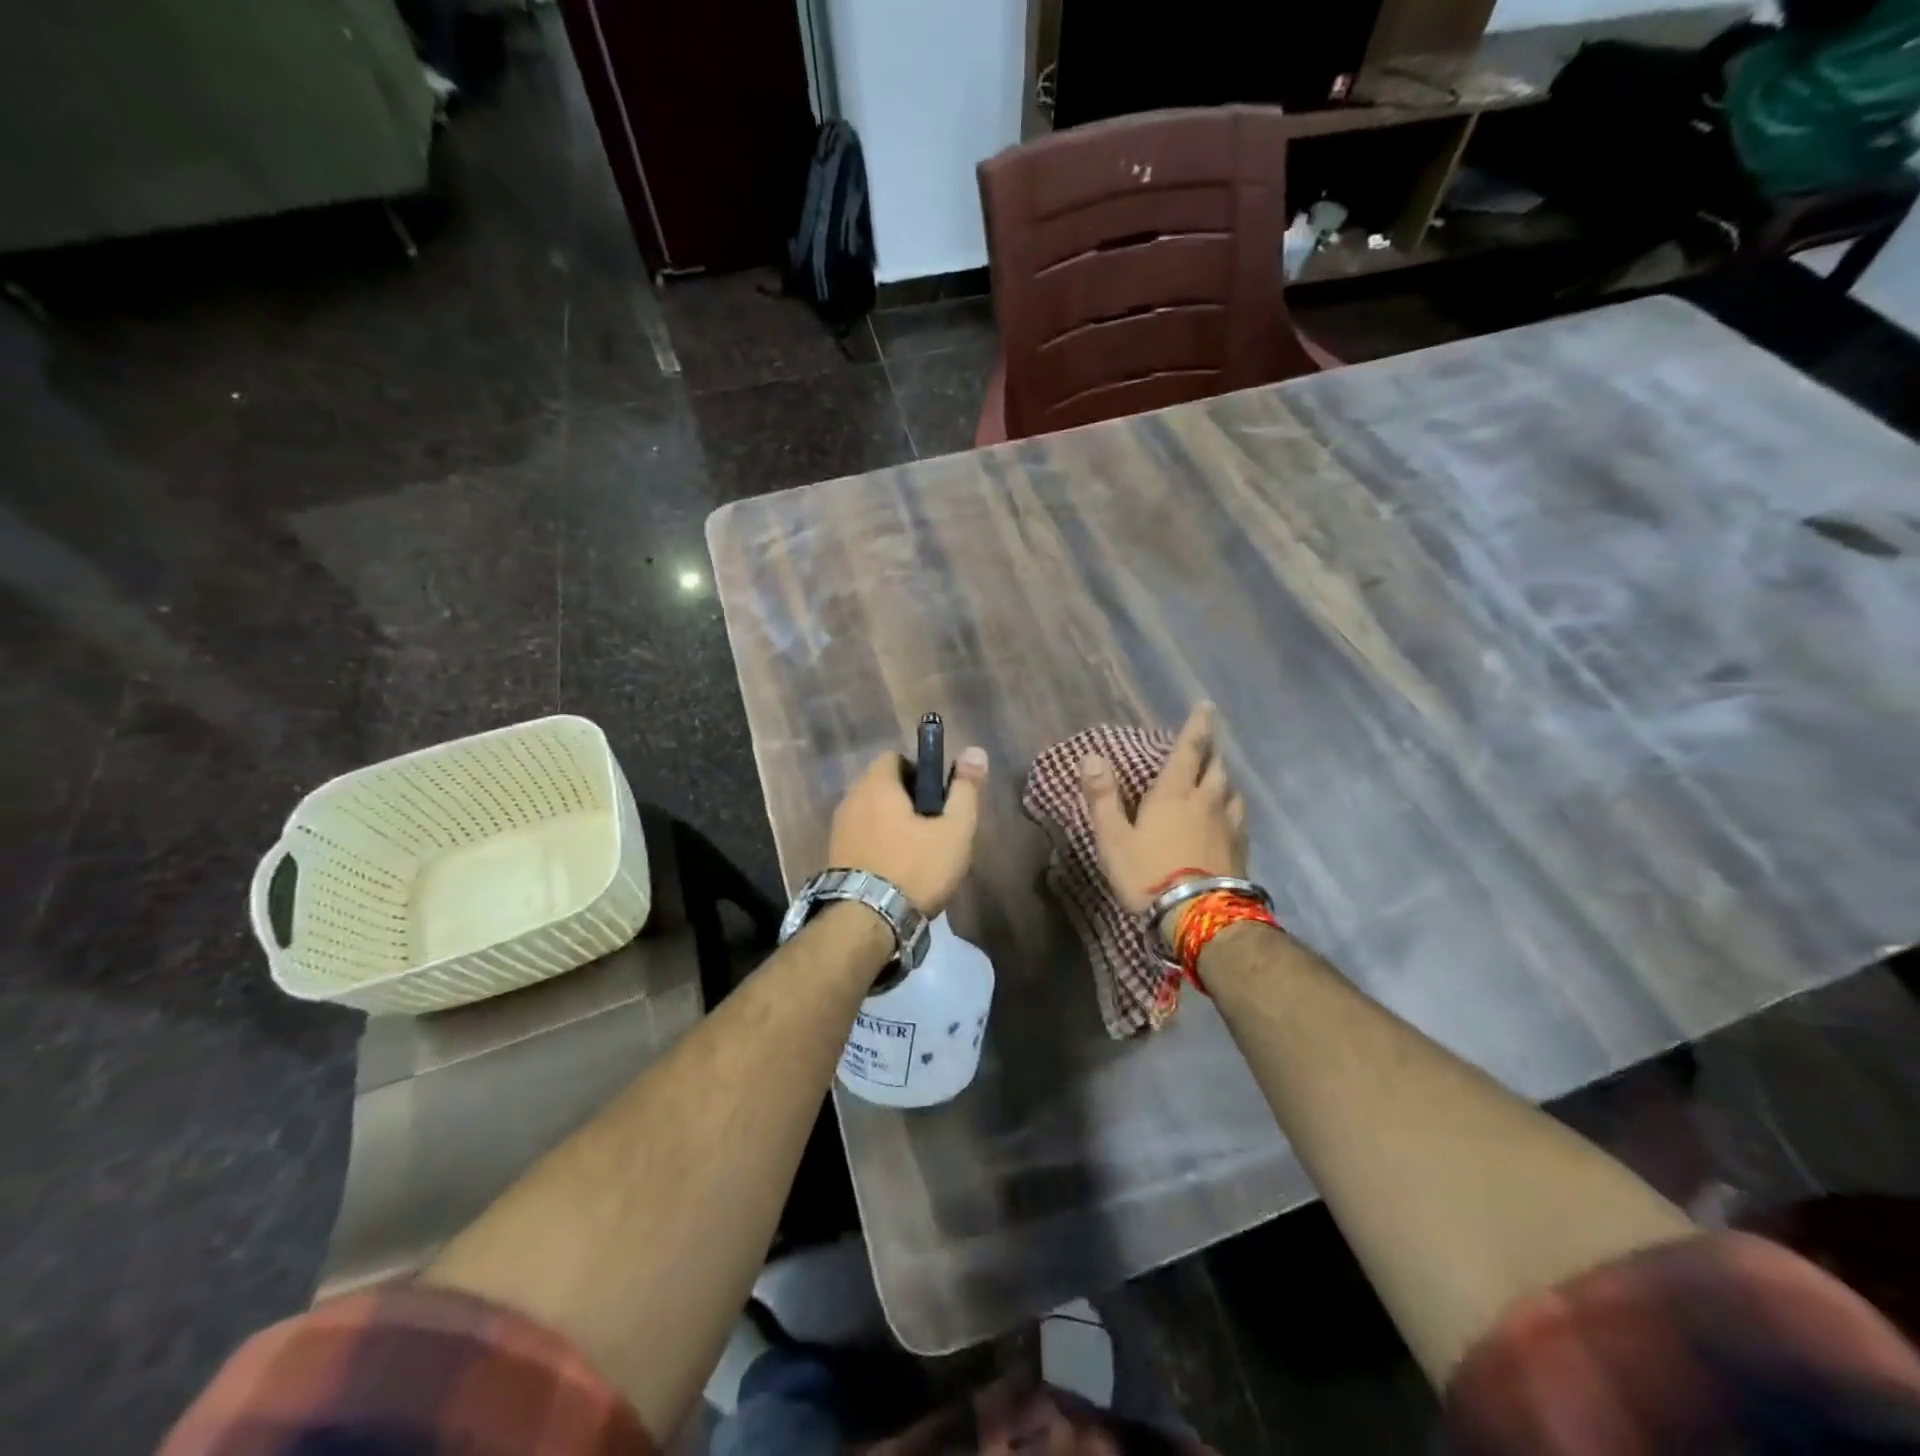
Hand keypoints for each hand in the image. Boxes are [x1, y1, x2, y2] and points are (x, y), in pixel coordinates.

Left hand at [827, 744, 989, 915]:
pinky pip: (861, 836)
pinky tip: (895, 869)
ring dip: (892, 824)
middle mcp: (851, 798)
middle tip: (933, 827)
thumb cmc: (915, 868)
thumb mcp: (954, 829)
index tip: (938, 797)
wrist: (867, 921)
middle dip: (907, 799)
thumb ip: (965, 789)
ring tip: (917, 852)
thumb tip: (975, 751)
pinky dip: (878, 843)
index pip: (895, 757)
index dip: (920, 770)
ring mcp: (838, 828)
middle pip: (882, 786)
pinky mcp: (834, 855)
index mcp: (877, 785)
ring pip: (871, 813)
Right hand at [1081, 703, 1245, 913]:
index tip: (1207, 706)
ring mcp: (1228, 825)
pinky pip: (1240, 816)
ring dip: (1224, 778)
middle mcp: (1207, 801)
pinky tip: (1230, 815)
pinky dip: (1233, 806)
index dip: (1197, 726)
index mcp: (1175, 793)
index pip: (1189, 749)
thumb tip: (1091, 756)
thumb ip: (1102, 797)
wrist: (1200, 916)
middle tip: (1208, 742)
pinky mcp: (1241, 848)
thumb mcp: (1114, 838)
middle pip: (1215, 766)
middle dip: (1211, 750)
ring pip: (1231, 790)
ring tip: (1218, 777)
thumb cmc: (1149, 874)